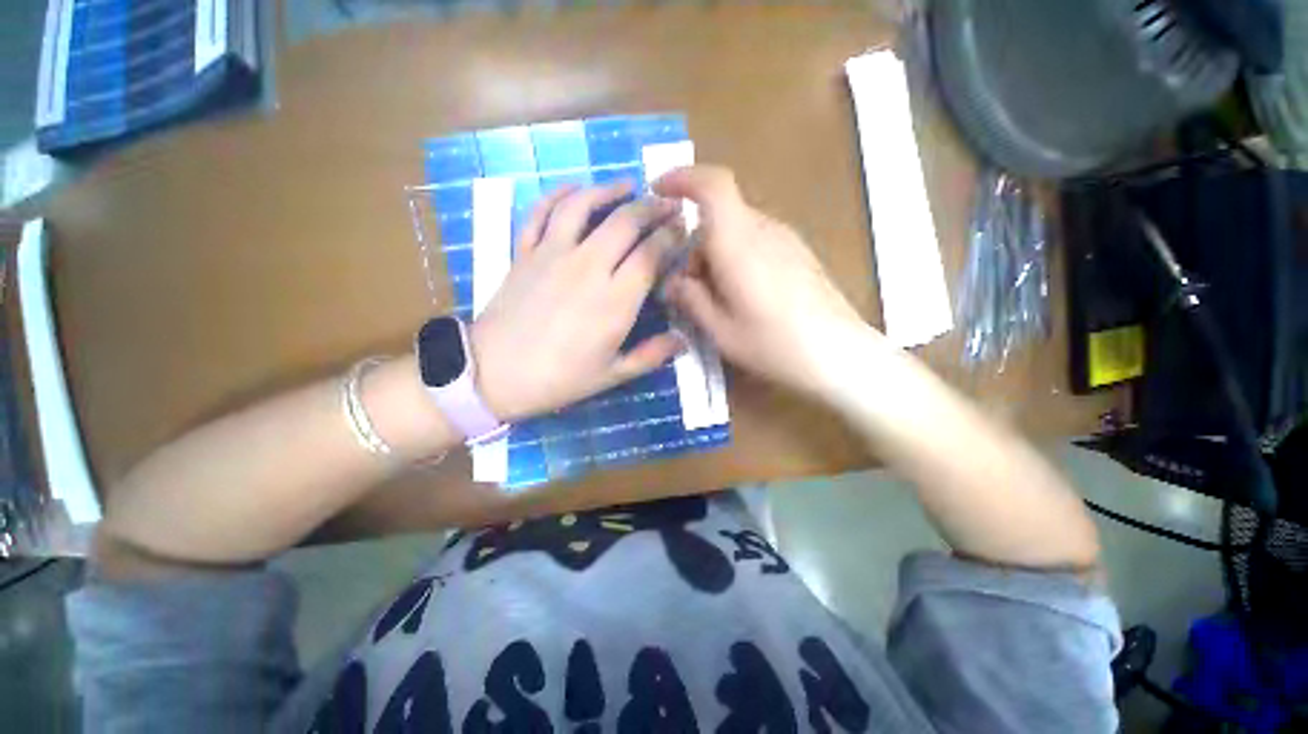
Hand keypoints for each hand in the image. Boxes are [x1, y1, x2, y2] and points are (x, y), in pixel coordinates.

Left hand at [469, 182, 685, 421]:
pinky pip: (541, 211)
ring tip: (629, 186)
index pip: (651, 253)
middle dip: (653, 208)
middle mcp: (588, 266)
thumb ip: (651, 355)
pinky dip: (559, 194)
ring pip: (584, 205)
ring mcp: (552, 254)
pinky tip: (574, 189)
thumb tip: (683, 342)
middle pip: (626, 221)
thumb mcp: (612, 375)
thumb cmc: (559, 379)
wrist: (494, 374)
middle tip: (668, 205)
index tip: (682, 230)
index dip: (671, 237)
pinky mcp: (525, 251)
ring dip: (610, 190)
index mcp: (615, 299)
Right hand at [655, 166, 868, 395]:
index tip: (658, 191)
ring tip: (715, 298)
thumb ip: (691, 299)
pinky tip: (743, 296)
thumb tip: (674, 281)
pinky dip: (737, 258)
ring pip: (737, 229)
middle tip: (687, 287)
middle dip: (695, 243)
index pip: (712, 185)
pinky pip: (756, 241)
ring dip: (716, 254)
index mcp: (739, 242)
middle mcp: (764, 229)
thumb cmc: (774, 345)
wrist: (839, 355)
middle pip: (720, 215)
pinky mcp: (798, 253)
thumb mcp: (720, 330)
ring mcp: (786, 239)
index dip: (682, 179)